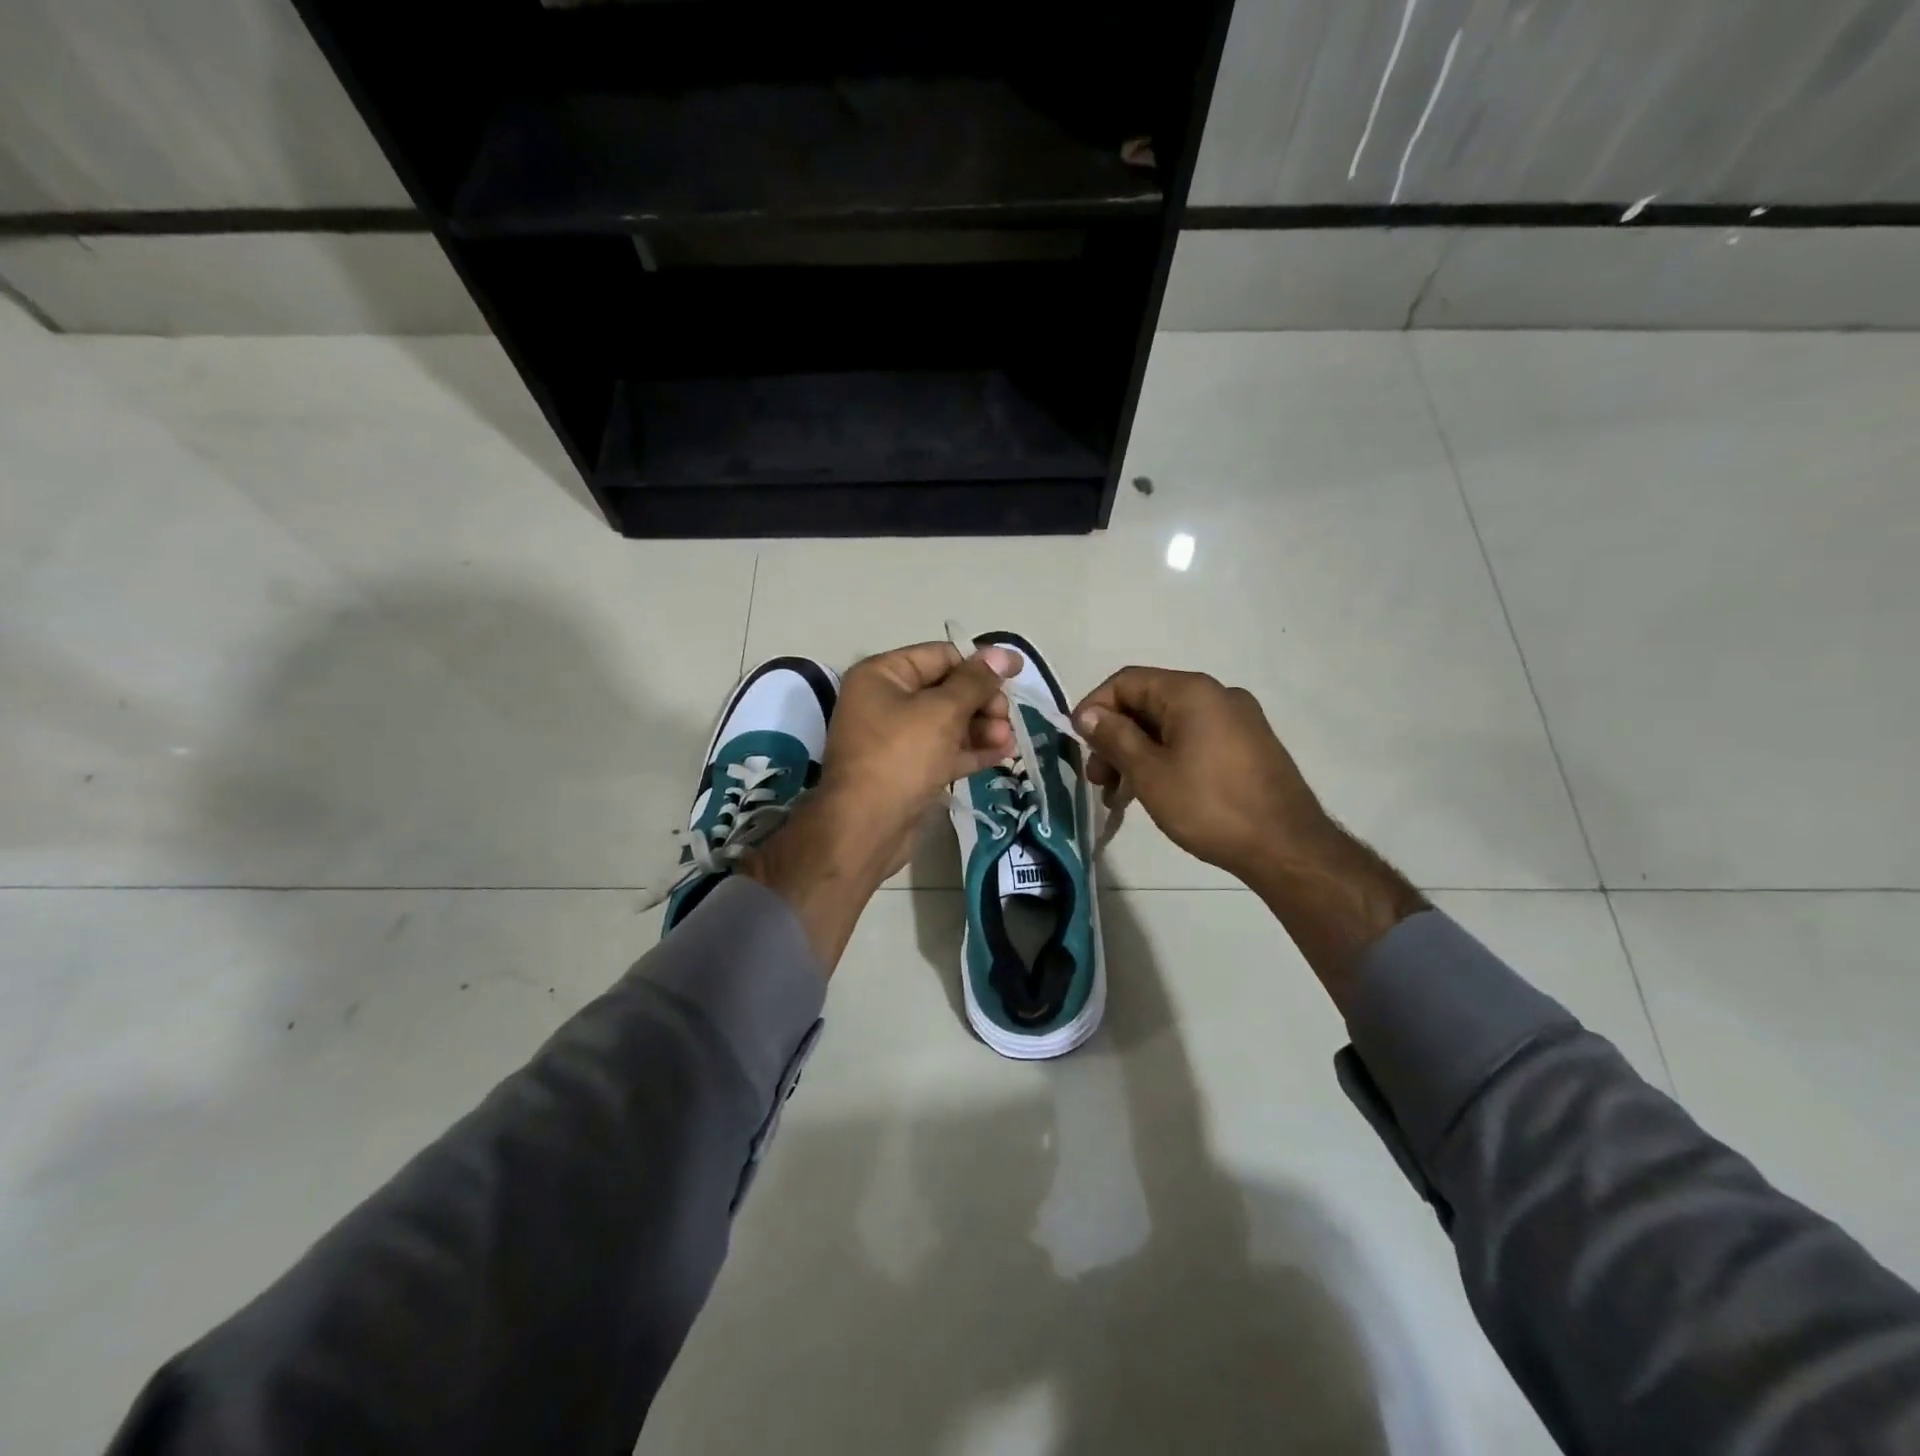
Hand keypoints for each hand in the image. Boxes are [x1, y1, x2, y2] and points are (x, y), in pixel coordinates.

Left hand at [742, 643, 1020, 969]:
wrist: (865, 829)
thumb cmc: (900, 757)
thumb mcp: (942, 712)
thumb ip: (975, 682)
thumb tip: (1004, 654)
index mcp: (882, 675)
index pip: (940, 656)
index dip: (980, 663)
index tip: (1017, 674)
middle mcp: (886, 701)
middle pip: (946, 689)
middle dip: (982, 702)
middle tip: (1008, 717)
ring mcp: (896, 738)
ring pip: (949, 722)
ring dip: (983, 727)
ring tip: (1009, 739)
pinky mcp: (909, 770)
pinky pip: (945, 750)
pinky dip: (972, 750)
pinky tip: (1004, 754)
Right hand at [1073, 667, 1330, 880]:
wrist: (1287, 847)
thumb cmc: (1209, 806)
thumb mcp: (1150, 773)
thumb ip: (1115, 737)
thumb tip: (1088, 714)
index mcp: (1192, 691)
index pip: (1127, 681)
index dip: (1094, 708)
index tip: (1078, 745)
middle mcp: (1217, 695)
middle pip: (1149, 702)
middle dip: (1116, 737)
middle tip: (1098, 779)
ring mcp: (1238, 720)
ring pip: (1171, 725)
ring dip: (1138, 752)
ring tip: (1120, 795)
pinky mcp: (1249, 745)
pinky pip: (1195, 739)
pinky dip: (1167, 758)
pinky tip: (1155, 791)